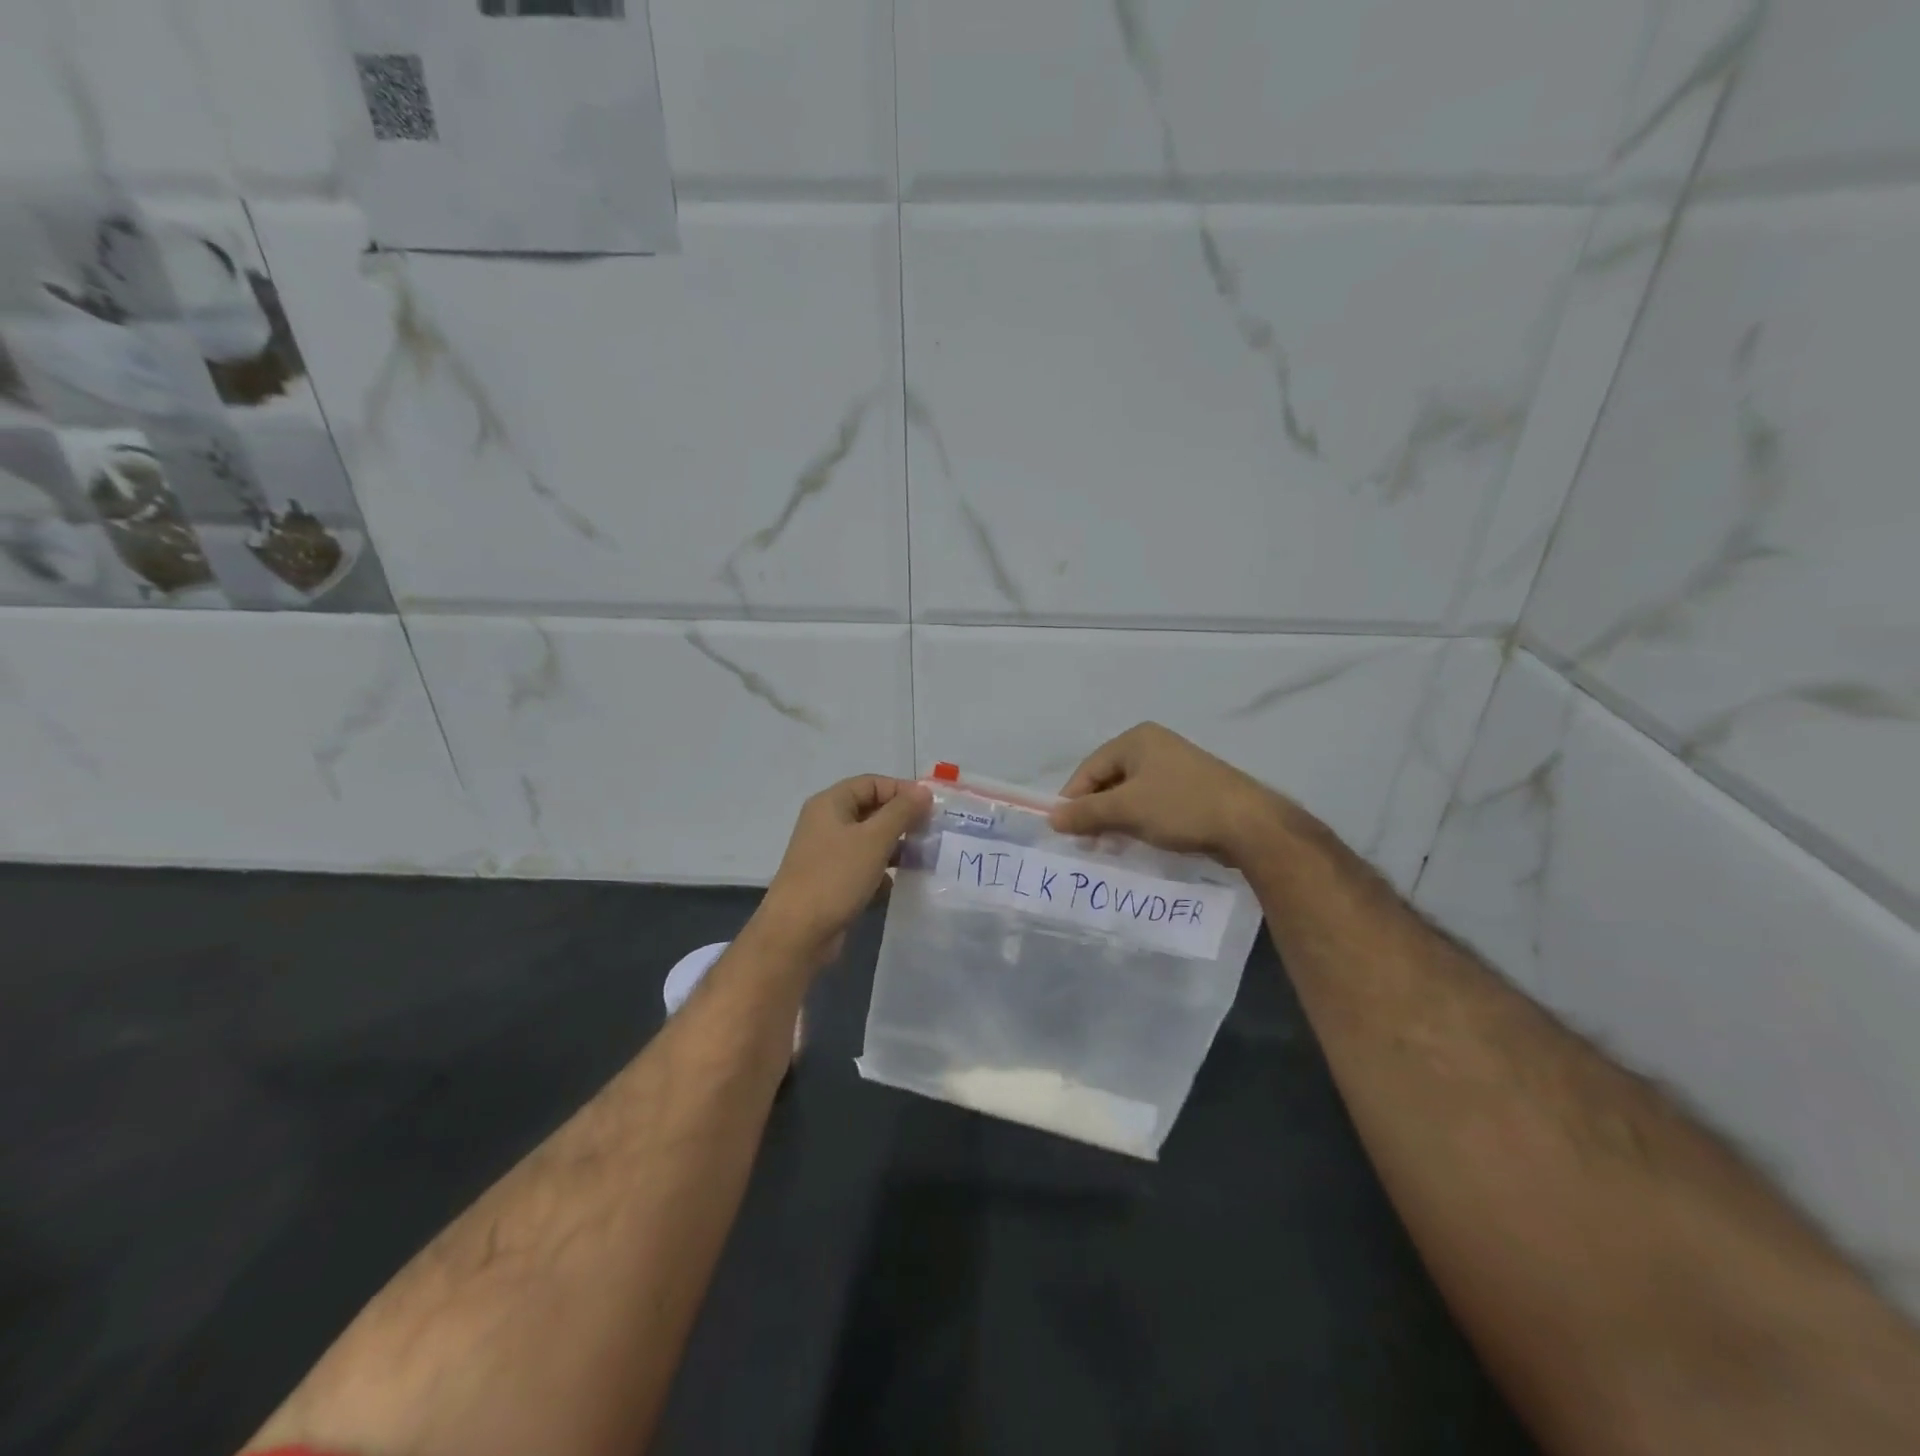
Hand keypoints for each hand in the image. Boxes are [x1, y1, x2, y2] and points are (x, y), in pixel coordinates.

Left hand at [752, 775, 932, 966]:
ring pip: (870, 841)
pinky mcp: (832, 881)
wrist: (797, 934)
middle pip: (872, 810)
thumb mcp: (874, 839)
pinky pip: (863, 867)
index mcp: (830, 804)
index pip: (872, 783)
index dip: (902, 791)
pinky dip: (881, 872)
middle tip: (931, 834)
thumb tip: (924, 790)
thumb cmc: (836, 877)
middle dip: (902, 820)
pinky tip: (897, 884)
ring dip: (895, 847)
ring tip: (922, 859)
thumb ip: (901, 812)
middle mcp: (827, 823)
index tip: (932, 808)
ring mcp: (828, 853)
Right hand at [1048, 722, 1293, 867]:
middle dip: (1095, 811)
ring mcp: (1176, 766)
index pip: (1090, 768)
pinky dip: (1140, 820)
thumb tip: (1052, 818)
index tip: (1065, 831)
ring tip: (1111, 846)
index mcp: (1136, 740)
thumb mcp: (1126, 810)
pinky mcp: (1192, 789)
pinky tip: (1139, 841)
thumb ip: (1086, 813)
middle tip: (1088, 842)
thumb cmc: (1180, 807)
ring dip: (1117, 819)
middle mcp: (1155, 746)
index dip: (1073, 799)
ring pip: (1131, 794)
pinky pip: (1152, 803)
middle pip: (1109, 780)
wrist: (1249, 824)